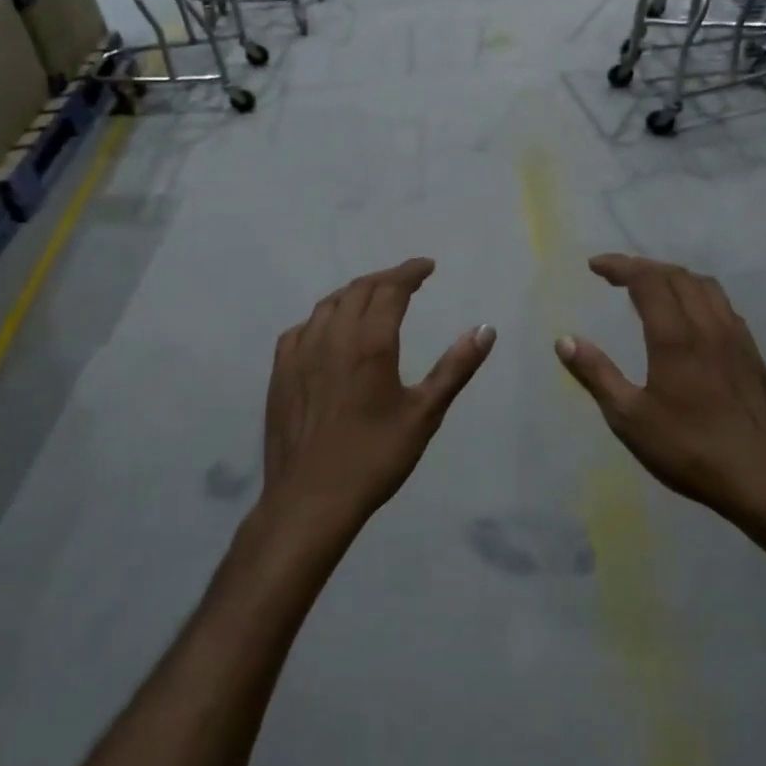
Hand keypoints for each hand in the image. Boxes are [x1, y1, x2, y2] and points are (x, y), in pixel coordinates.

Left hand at [259, 259, 495, 533]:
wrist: (311, 498)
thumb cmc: (374, 458)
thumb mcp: (424, 414)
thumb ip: (455, 368)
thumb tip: (485, 329)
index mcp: (370, 343)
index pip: (391, 289)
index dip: (410, 272)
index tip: (427, 266)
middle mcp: (332, 337)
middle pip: (358, 290)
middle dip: (386, 278)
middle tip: (408, 280)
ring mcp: (300, 353)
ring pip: (328, 305)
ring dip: (354, 293)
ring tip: (373, 298)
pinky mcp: (280, 372)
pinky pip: (302, 328)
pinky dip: (323, 318)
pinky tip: (329, 332)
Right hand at [556, 255, 765, 530]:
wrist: (760, 476)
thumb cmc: (687, 449)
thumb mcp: (629, 418)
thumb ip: (596, 374)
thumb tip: (565, 340)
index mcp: (675, 337)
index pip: (647, 280)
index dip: (620, 266)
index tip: (595, 267)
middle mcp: (708, 325)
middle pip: (676, 275)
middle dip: (643, 267)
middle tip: (616, 275)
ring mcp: (736, 337)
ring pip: (705, 286)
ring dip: (673, 277)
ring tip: (650, 287)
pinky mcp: (751, 352)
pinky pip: (723, 305)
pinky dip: (697, 295)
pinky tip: (689, 317)